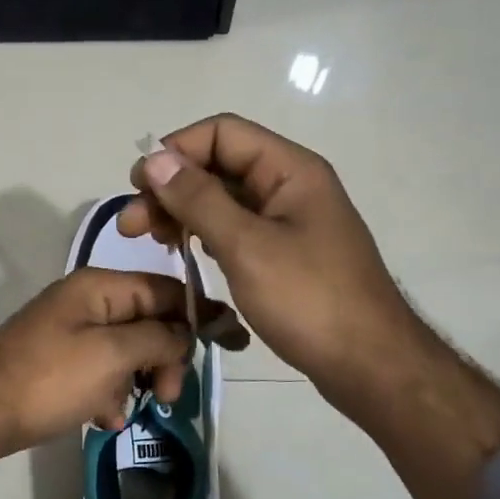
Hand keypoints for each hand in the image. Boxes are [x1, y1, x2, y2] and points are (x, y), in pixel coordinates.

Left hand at [0, 268, 194, 498]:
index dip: (200, 314)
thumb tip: (187, 331)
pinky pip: (101, 370)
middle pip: (149, 321)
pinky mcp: (60, 361)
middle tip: (168, 396)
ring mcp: (70, 331)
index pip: (166, 289)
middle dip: (164, 359)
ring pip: (127, 351)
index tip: (232, 342)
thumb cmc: (50, 381)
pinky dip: (109, 393)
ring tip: (124, 411)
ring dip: (136, 382)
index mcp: (99, 286)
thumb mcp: (113, 356)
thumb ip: (159, 337)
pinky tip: (102, 418)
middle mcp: (86, 301)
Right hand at [120, 113, 413, 414]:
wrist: (368, 365)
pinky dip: (205, 235)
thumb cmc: (309, 300)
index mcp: (290, 170)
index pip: (222, 133)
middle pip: (219, 166)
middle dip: (171, 187)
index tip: (139, 186)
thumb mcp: (247, 246)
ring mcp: (288, 222)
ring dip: (183, 212)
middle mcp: (289, 186)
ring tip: (152, 241)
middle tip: (131, 226)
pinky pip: (235, 230)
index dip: (176, 151)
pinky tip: (186, 254)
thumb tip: (154, 159)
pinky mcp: (284, 254)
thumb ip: (199, 199)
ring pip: (224, 200)